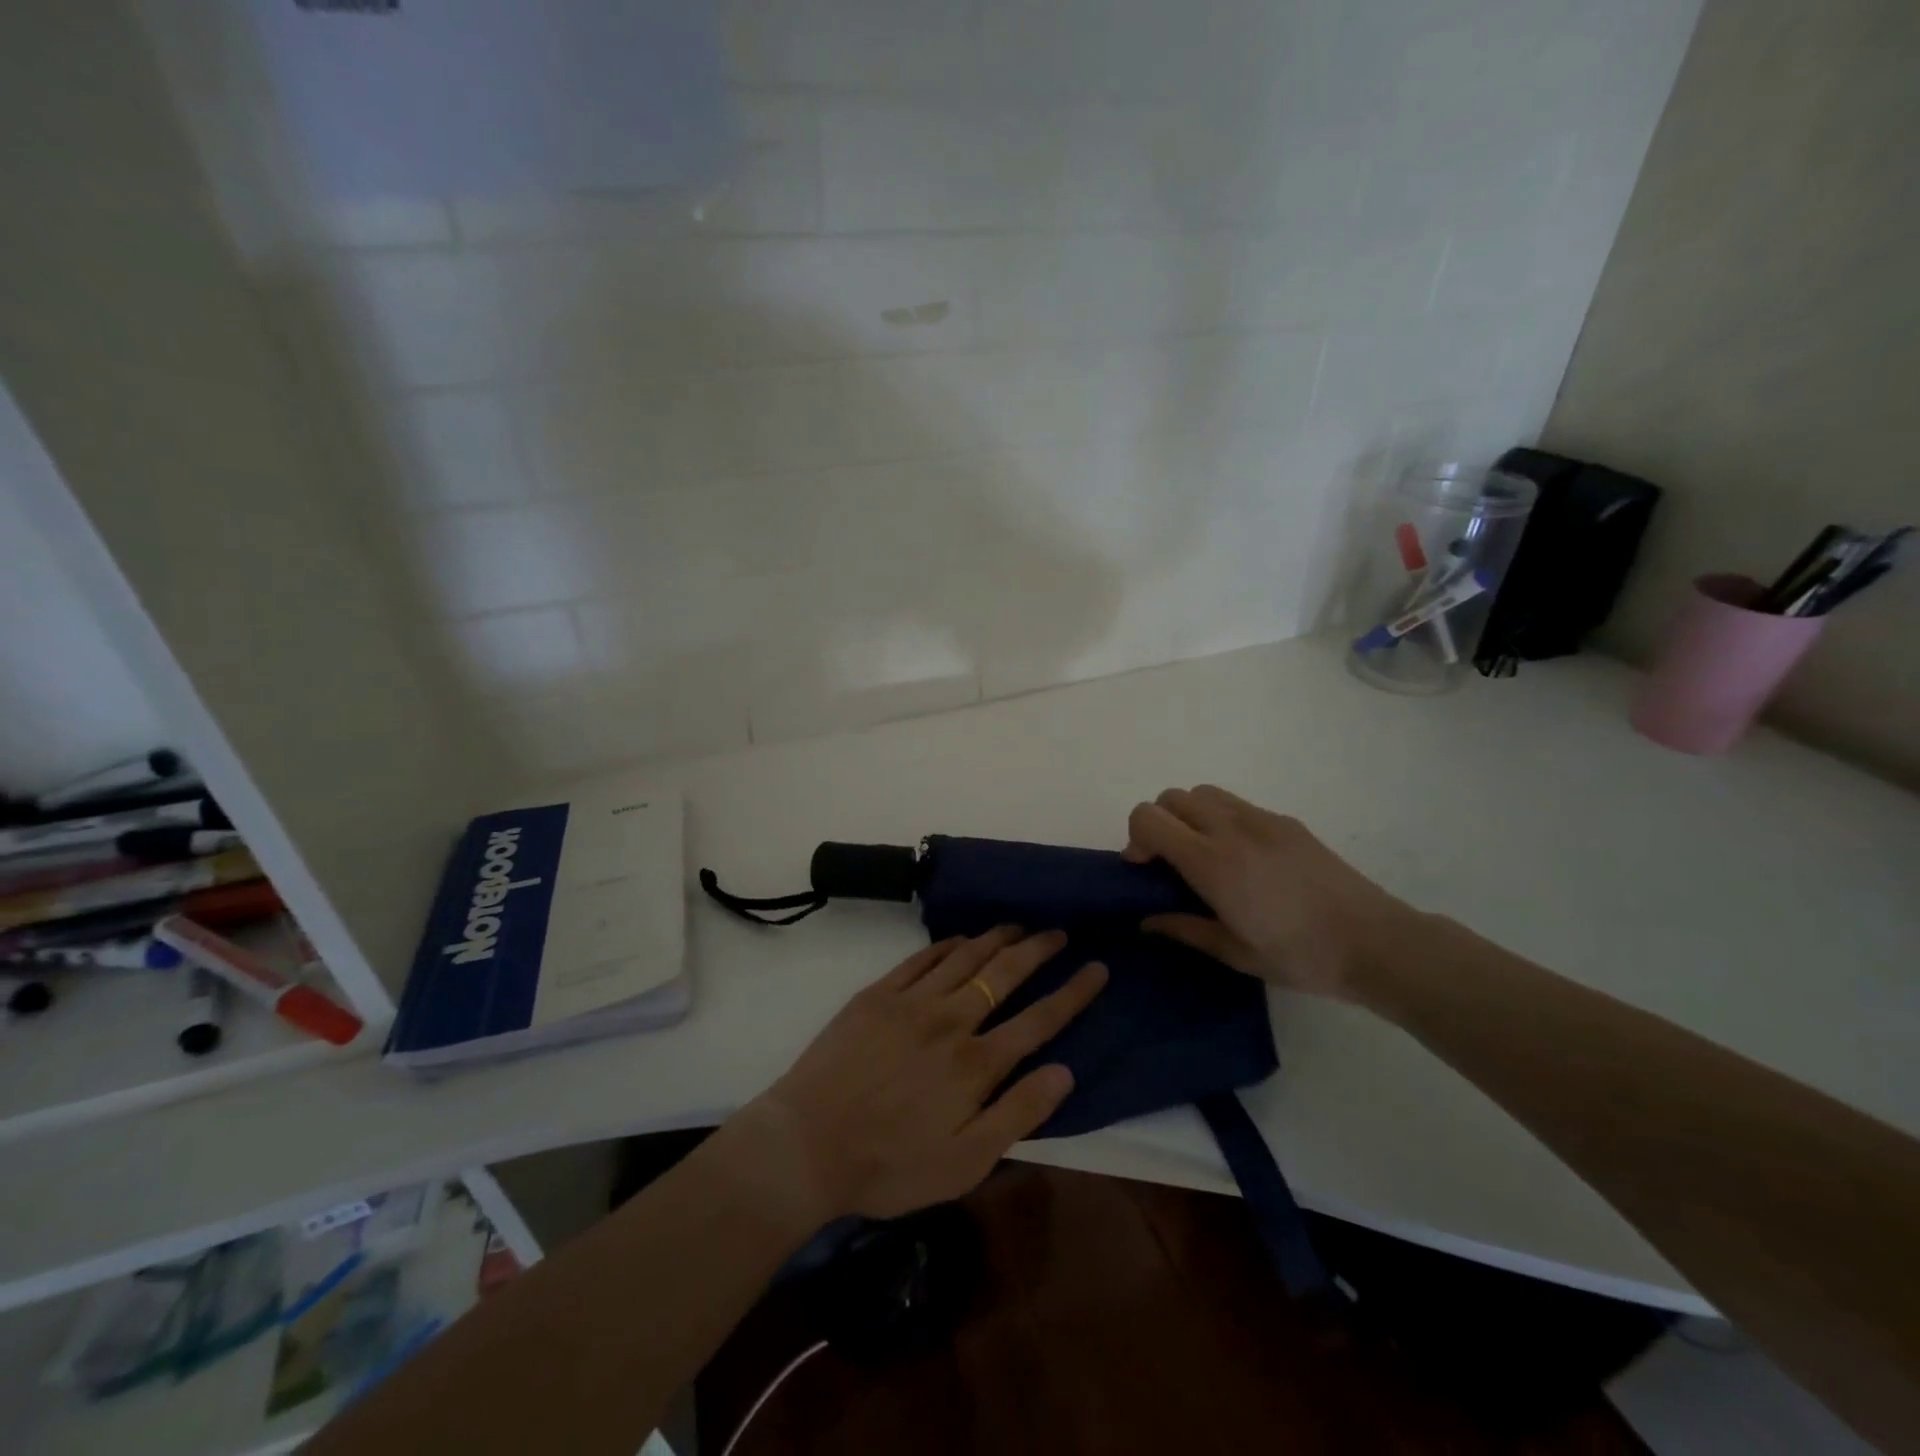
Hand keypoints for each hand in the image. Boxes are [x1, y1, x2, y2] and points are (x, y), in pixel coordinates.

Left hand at [739, 929, 1106, 1224]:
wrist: (806, 1144)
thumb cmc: (890, 1164)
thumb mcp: (965, 1162)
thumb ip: (1018, 1114)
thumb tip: (1065, 1071)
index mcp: (977, 1063)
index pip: (1039, 1019)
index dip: (1073, 992)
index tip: (1097, 968)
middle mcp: (951, 1020)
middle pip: (1005, 973)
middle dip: (1038, 950)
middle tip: (1060, 932)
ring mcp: (911, 1002)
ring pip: (965, 957)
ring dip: (996, 938)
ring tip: (1019, 924)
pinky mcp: (877, 995)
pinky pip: (921, 958)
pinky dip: (947, 944)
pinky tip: (960, 939)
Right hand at [1123, 785, 1417, 999]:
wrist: (1374, 942)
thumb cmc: (1300, 956)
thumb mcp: (1234, 952)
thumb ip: (1184, 929)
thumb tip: (1146, 920)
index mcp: (1212, 862)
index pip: (1149, 818)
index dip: (1135, 838)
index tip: (1144, 868)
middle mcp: (1231, 829)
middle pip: (1172, 797)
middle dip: (1159, 823)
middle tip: (1169, 862)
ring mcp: (1262, 820)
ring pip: (1204, 793)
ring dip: (1189, 815)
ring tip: (1204, 854)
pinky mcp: (1286, 821)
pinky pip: (1236, 804)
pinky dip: (1221, 818)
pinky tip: (1243, 858)